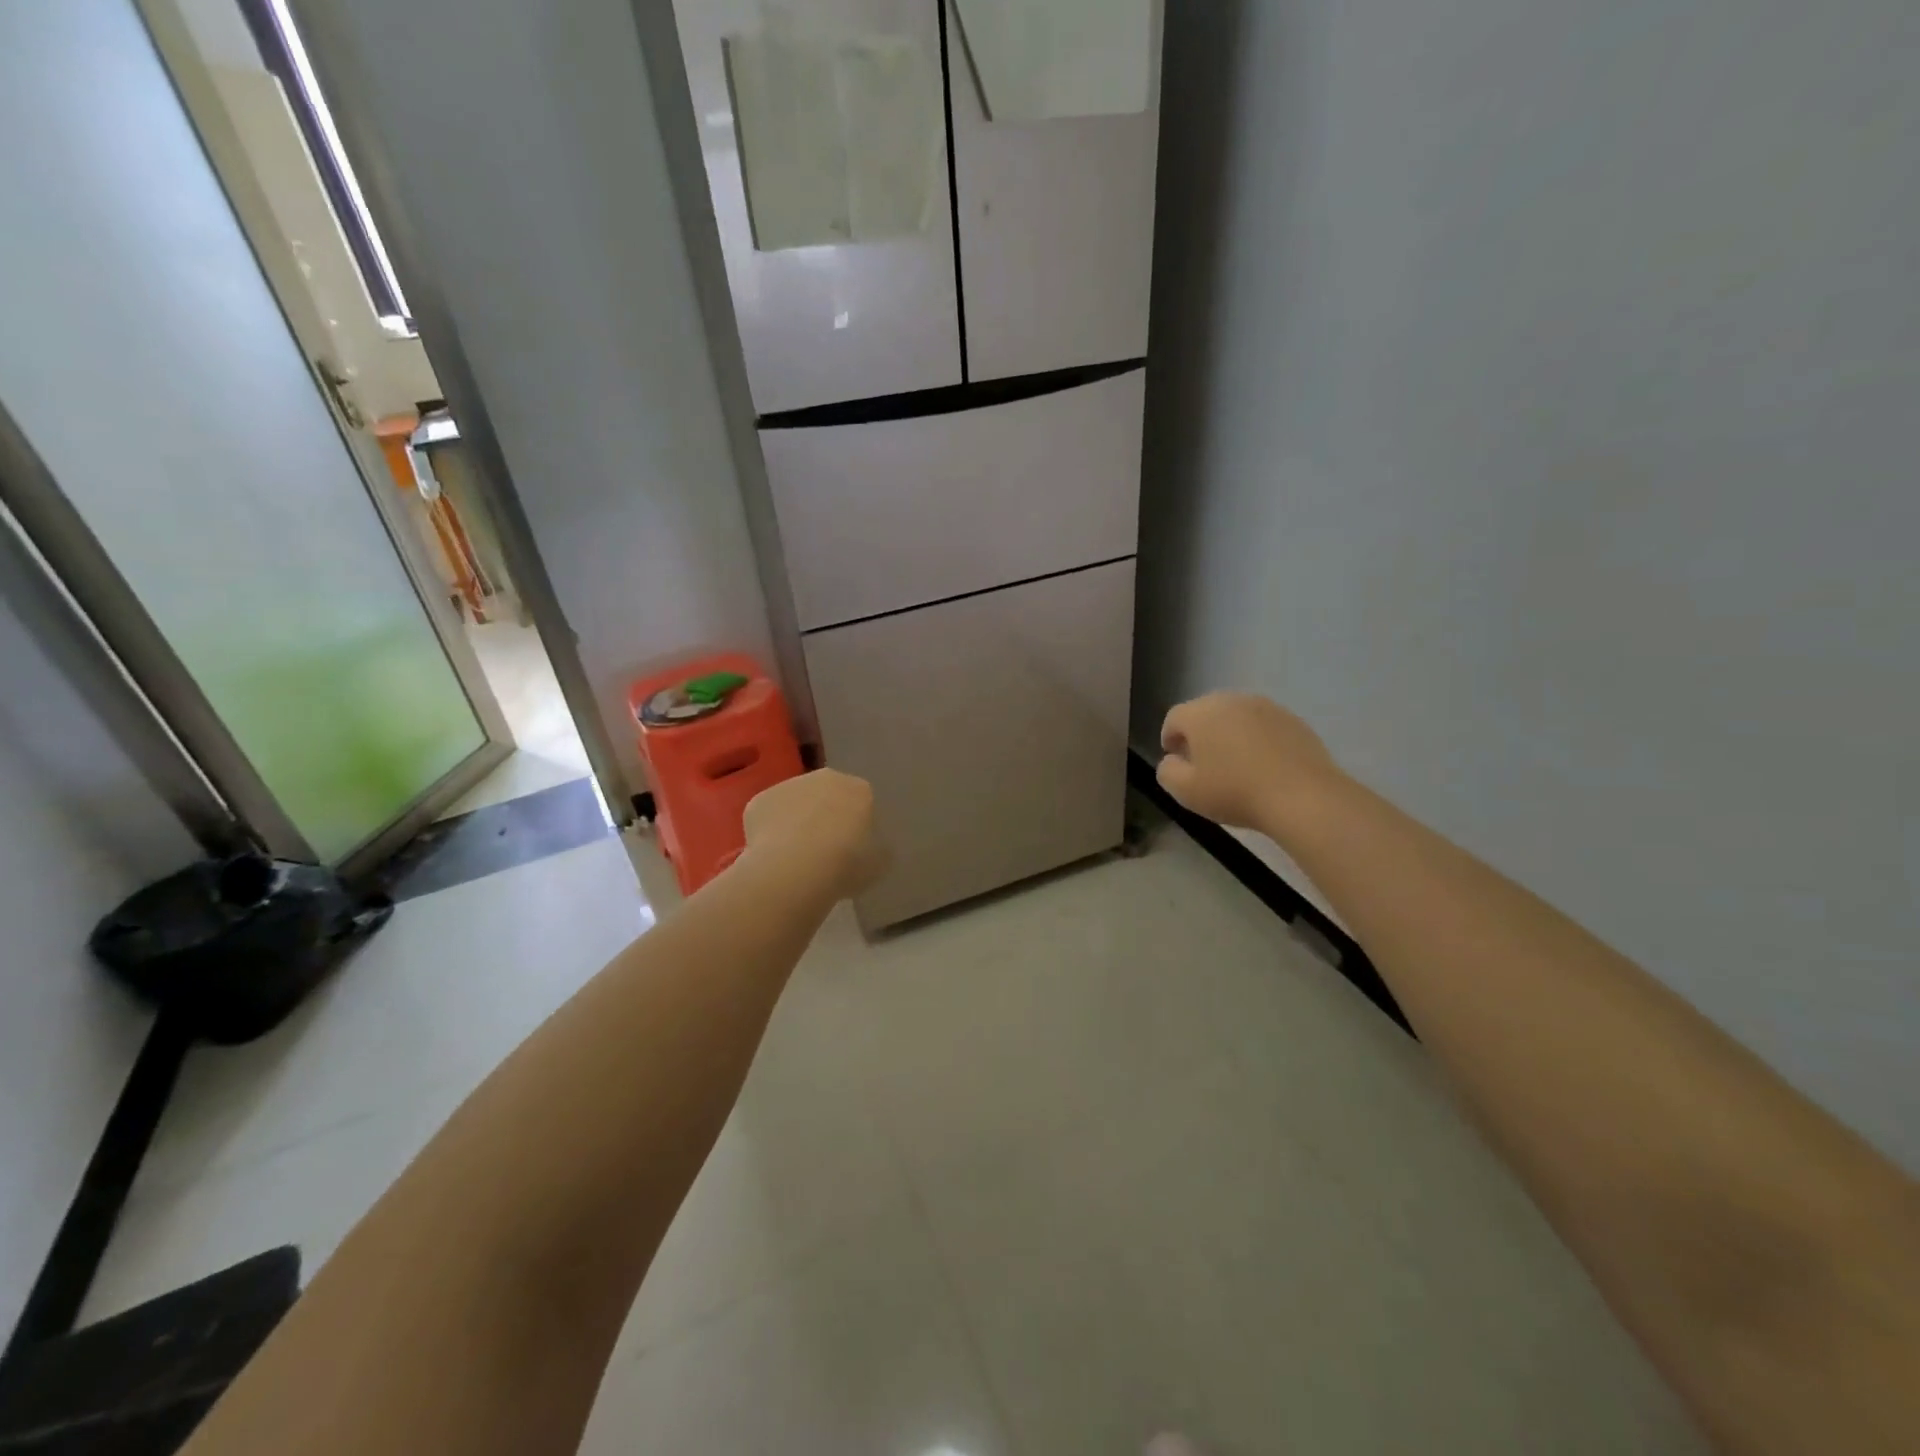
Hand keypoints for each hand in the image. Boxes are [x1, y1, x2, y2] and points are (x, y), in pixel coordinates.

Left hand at [742, 769, 884, 901]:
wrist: (794, 869)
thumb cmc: (846, 865)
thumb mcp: (879, 863)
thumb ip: (878, 848)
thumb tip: (871, 847)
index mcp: (859, 789)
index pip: (862, 802)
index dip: (856, 826)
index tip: (852, 849)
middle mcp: (825, 778)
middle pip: (828, 795)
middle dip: (826, 816)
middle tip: (824, 851)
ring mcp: (788, 785)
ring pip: (796, 803)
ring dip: (797, 822)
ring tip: (795, 857)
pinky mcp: (760, 800)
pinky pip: (769, 816)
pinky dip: (770, 832)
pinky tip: (772, 856)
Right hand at [1157, 693, 1341, 833]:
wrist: (1302, 796)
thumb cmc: (1235, 792)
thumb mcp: (1186, 791)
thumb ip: (1167, 772)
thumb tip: (1172, 761)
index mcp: (1201, 713)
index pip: (1174, 718)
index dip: (1169, 738)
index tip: (1174, 759)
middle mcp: (1231, 701)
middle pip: (1206, 712)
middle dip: (1200, 733)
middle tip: (1202, 762)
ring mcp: (1266, 707)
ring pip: (1237, 717)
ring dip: (1230, 734)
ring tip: (1234, 763)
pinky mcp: (1293, 720)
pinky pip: (1264, 726)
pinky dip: (1257, 740)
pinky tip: (1263, 765)